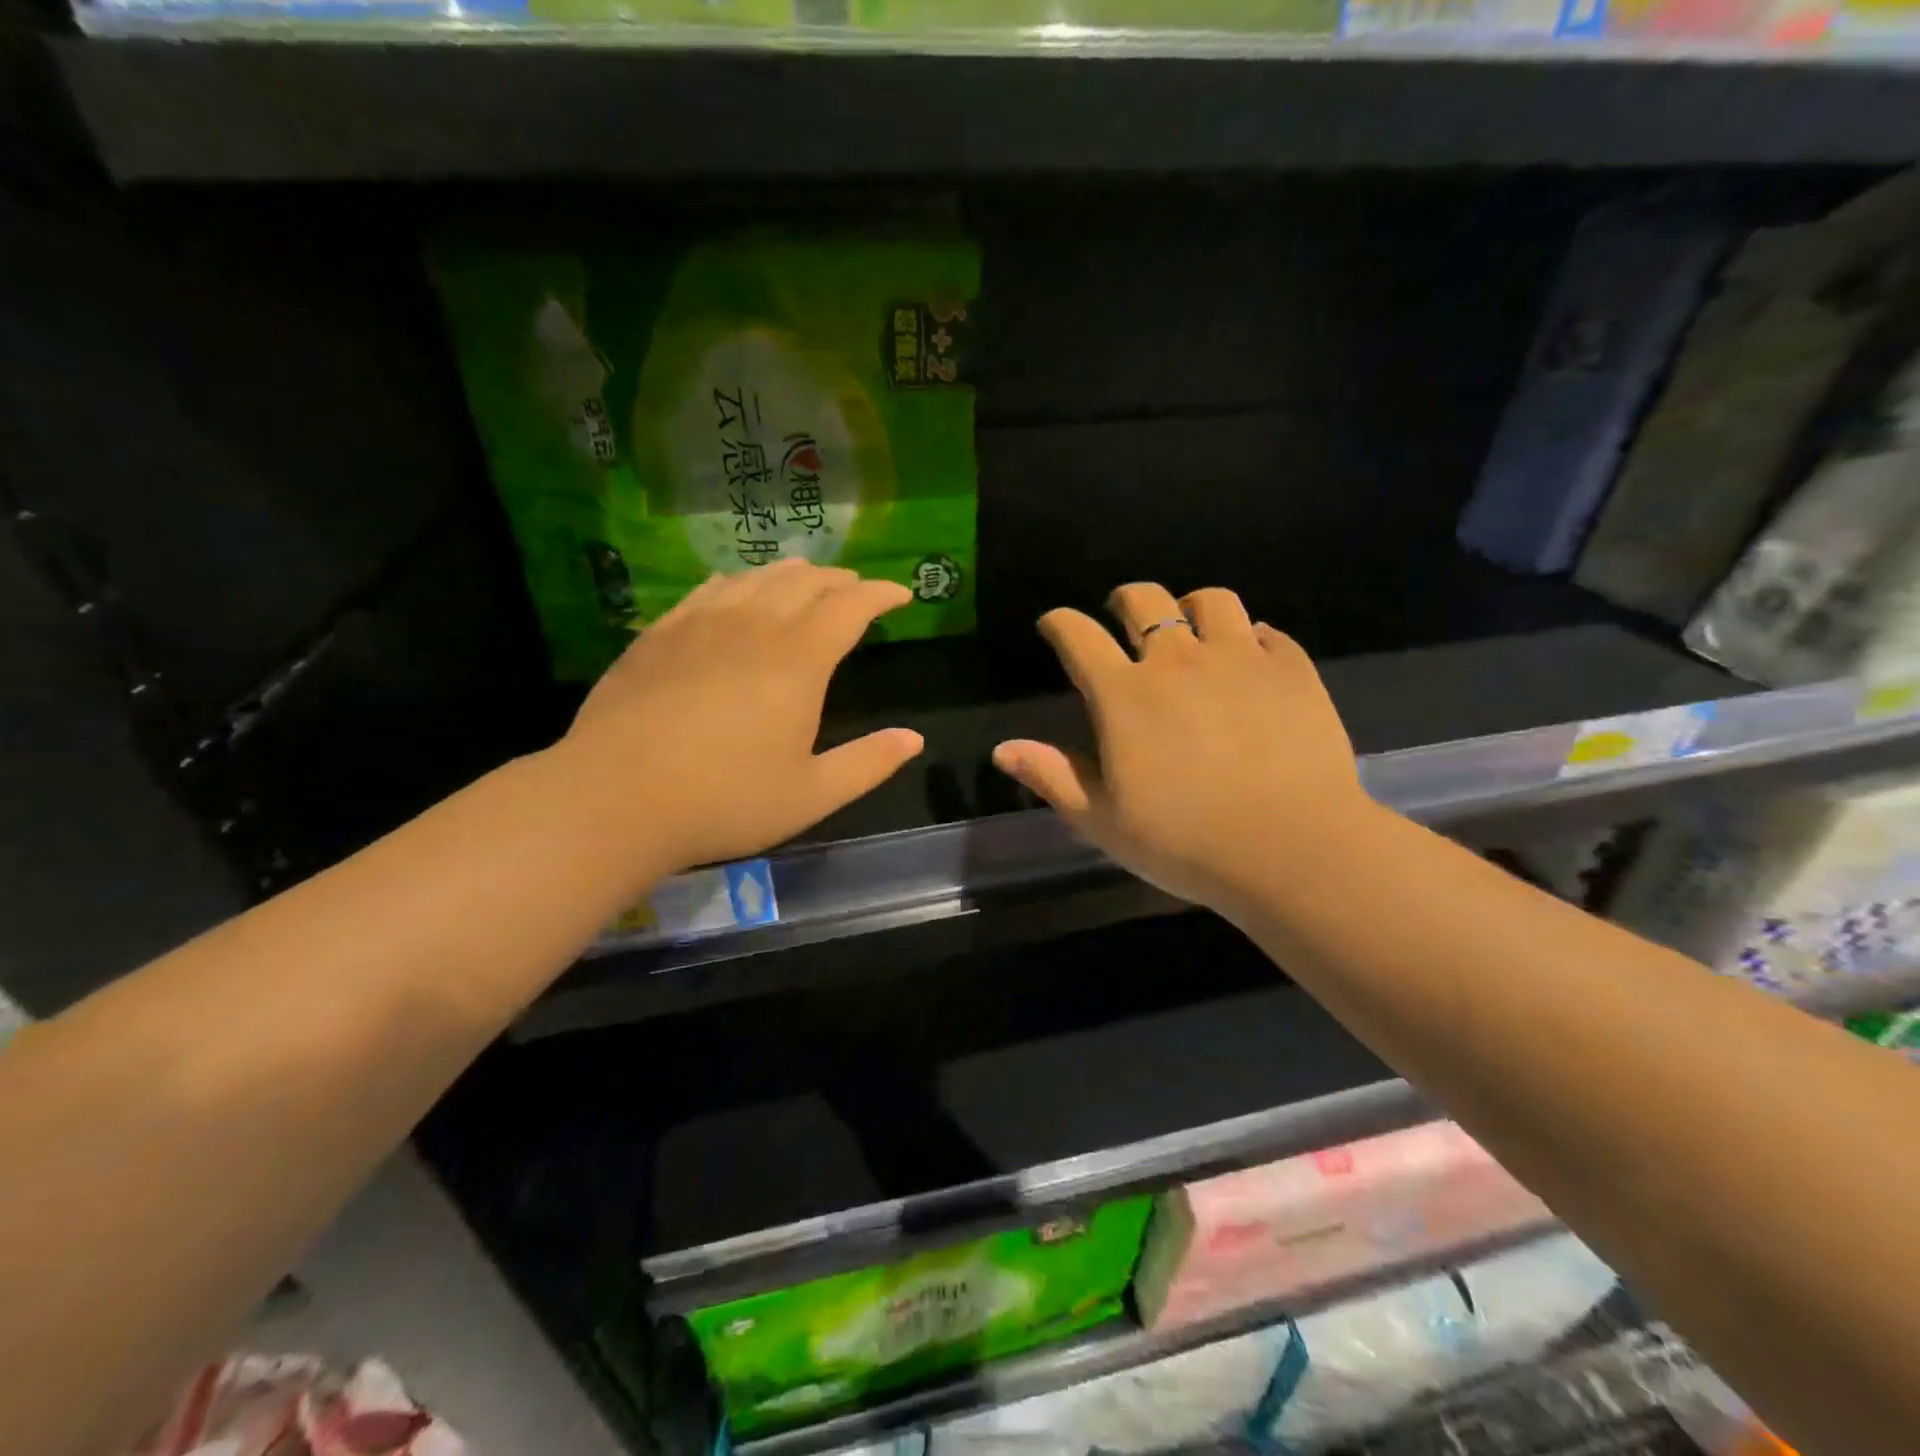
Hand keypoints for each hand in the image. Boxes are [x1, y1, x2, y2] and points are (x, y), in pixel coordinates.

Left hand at [556, 560, 923, 879]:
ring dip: (792, 574)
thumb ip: (868, 763)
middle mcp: (753, 626)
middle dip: (840, 581)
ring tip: (806, 580)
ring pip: (756, 578)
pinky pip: (709, 590)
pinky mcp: (659, 634)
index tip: (901, 595)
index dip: (881, 594)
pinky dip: (738, 583)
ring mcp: (700, 624)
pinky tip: (736, 591)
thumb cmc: (725, 801)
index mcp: (798, 661)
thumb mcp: (811, 795)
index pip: (851, 606)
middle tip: (857, 590)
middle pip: (806, 582)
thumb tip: (914, 739)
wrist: (615, 799)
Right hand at [993, 582, 1371, 915]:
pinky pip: (1267, 633)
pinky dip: (1250, 639)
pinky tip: (1250, 662)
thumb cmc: (1186, 842)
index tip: (1054, 625)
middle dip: (1124, 601)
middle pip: (1144, 600)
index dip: (1059, 623)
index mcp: (1125, 694)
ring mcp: (1241, 659)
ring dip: (1191, 608)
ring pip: (1212, 601)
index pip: (1078, 636)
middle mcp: (1179, 661)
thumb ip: (1053, 776)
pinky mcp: (1292, 670)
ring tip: (1192, 631)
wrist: (1293, 849)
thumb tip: (1002, 748)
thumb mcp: (1103, 820)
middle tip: (1122, 617)